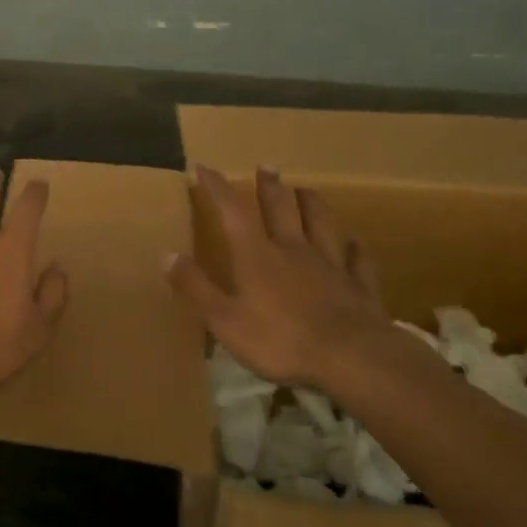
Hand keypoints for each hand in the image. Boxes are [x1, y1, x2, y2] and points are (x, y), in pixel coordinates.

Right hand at [165, 167, 393, 388]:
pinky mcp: (360, 287)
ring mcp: (330, 265)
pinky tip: (355, 244)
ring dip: (312, 204)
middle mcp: (293, 249)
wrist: (353, 359)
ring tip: (306, 190)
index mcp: (256, 255)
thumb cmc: (280, 340)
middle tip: (266, 167)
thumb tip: (167, 254)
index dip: (218, 187)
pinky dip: (355, 249)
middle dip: (270, 186)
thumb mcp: (223, 319)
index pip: (233, 211)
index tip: (205, 167)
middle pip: (281, 208)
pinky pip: (358, 261)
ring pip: (322, 224)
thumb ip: (195, 286)